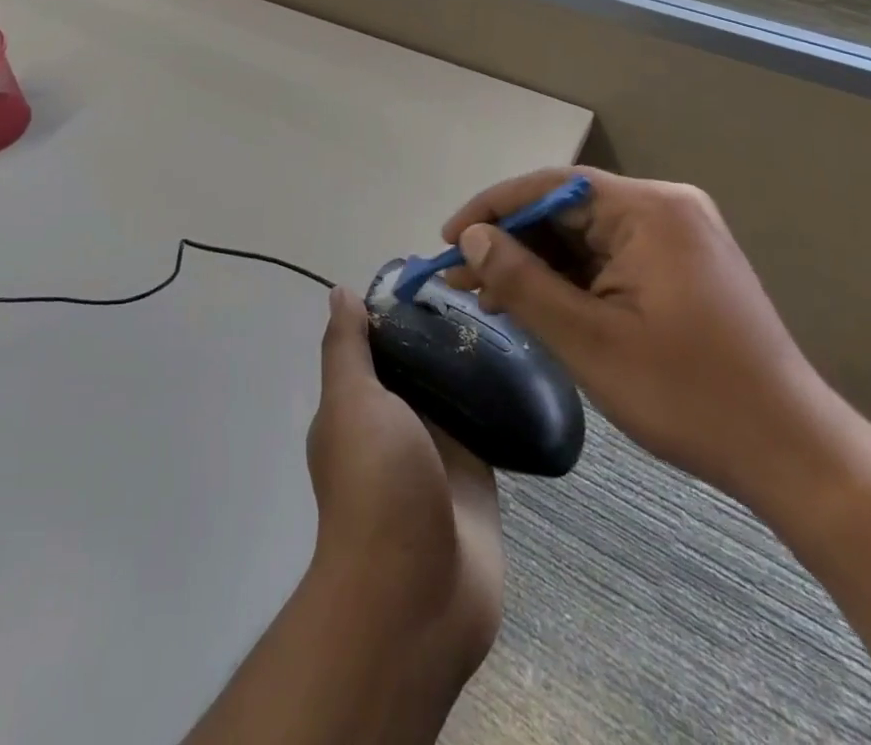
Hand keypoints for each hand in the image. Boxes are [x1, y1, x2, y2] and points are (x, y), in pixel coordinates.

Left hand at [306, 286, 503, 679]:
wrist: (417, 596)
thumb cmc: (375, 485)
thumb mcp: (351, 403)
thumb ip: (347, 349)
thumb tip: (341, 293)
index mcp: (359, 402)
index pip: (378, 341)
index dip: (400, 307)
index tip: (436, 275)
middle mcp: (396, 420)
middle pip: (420, 361)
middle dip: (444, 330)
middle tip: (486, 289)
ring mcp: (438, 448)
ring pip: (456, 389)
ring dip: (475, 362)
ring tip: (513, 313)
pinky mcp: (477, 473)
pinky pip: (489, 424)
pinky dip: (501, 398)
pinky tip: (529, 363)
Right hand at [442, 166, 848, 509]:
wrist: (792, 452)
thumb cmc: (687, 395)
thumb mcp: (589, 340)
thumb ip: (522, 281)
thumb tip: (471, 239)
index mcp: (649, 210)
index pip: (550, 186)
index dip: (491, 208)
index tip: (448, 240)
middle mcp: (665, 208)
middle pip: (566, 210)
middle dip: (511, 244)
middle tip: (461, 279)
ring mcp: (677, 236)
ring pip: (584, 236)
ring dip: (536, 265)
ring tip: (487, 297)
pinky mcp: (681, 265)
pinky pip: (609, 257)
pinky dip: (569, 280)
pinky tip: (535, 305)